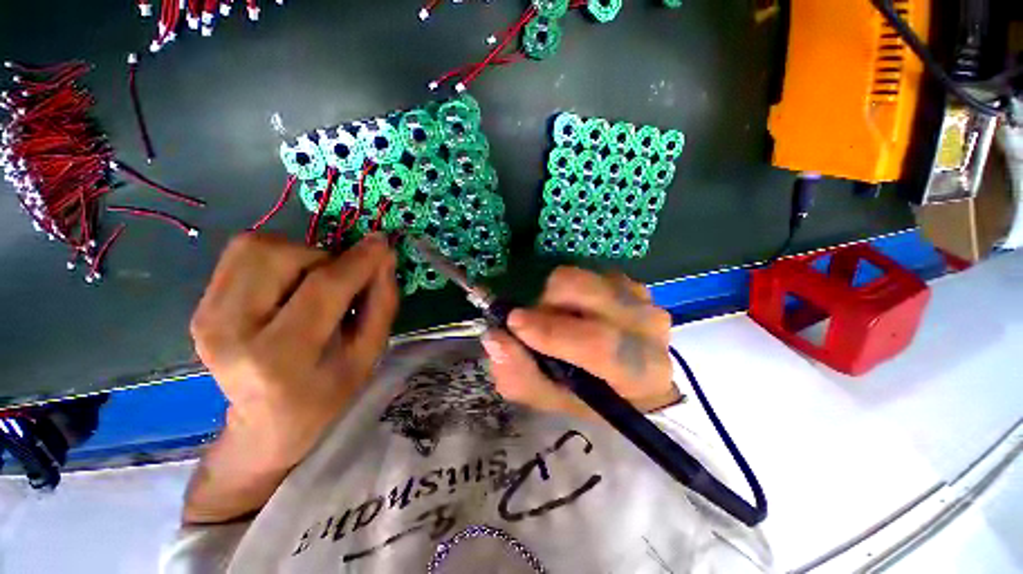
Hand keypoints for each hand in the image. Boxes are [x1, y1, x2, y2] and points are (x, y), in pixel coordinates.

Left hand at [190, 233, 397, 472]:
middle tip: (340, 283)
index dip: (357, 260)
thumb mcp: (370, 352)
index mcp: (281, 356)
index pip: (322, 288)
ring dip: (299, 255)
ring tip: (313, 284)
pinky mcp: (199, 307)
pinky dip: (277, 258)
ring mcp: (207, 317)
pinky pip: (241, 254)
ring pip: (255, 246)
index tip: (381, 243)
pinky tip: (289, 286)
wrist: (267, 423)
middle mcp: (231, 332)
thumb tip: (382, 253)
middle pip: (278, 255)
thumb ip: (381, 301)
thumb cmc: (329, 392)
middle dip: (323, 258)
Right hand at [482, 266, 678, 418]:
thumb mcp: (554, 400)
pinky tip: (577, 312)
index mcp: (639, 371)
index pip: (598, 343)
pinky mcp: (630, 282)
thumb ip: (521, 375)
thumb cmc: (594, 397)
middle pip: (587, 291)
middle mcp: (648, 326)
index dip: (552, 331)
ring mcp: (641, 297)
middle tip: (535, 324)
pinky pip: (586, 273)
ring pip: (581, 277)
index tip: (513, 322)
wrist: (634, 380)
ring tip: (558, 320)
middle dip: (547, 303)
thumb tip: (494, 338)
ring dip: (556, 297)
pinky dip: (570, 291)